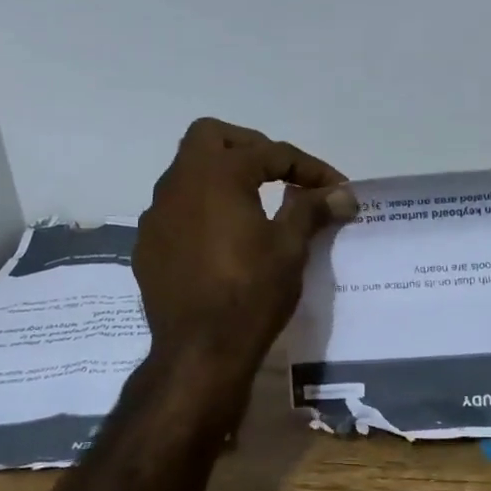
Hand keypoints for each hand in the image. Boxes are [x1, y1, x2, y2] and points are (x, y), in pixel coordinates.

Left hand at [134, 118, 356, 379]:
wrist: (199, 352)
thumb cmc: (251, 293)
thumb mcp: (290, 248)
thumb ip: (312, 209)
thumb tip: (342, 192)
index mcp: (216, 175)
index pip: (270, 153)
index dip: (308, 167)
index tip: (336, 189)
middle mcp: (178, 184)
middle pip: (211, 137)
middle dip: (250, 148)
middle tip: (280, 174)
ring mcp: (156, 215)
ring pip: (188, 173)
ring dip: (222, 177)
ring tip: (255, 204)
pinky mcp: (148, 245)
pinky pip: (177, 209)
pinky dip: (203, 209)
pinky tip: (223, 240)